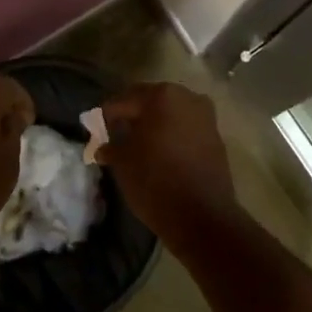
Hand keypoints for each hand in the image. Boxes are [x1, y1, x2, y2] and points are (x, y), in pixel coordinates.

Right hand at [99, 82, 236, 248]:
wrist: (202, 216)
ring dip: (154, 126)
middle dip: (133, 117)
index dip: (107, 115)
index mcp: (161, 95)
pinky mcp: (216, 137)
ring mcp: (205, 116)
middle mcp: (187, 97)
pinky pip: (186, 129)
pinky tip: (160, 154)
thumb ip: (110, 146)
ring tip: (138, 146)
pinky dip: (171, 136)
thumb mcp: (122, 163)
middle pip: (150, 102)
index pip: (124, 100)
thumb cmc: (155, 181)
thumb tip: (103, 146)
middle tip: (116, 135)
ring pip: (170, 115)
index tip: (96, 130)